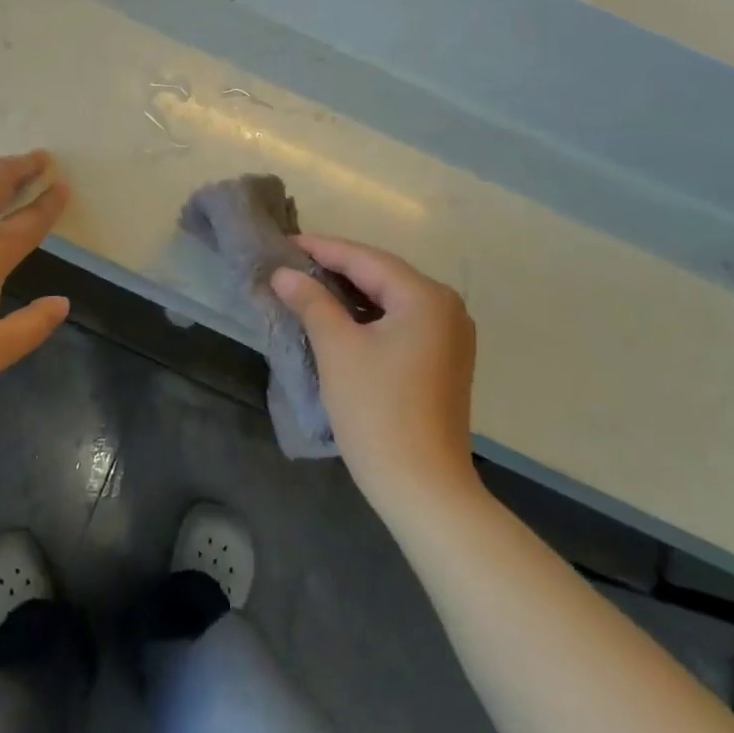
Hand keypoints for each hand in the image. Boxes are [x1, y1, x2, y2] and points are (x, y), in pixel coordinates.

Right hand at [271, 237, 476, 517]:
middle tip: (291, 262)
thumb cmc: (377, 410)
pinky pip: (400, 321)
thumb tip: (284, 274)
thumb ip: (311, 301)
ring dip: (350, 292)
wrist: (424, 489)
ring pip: (390, 299)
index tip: (284, 243)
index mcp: (425, 296)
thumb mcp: (337, 348)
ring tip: (307, 285)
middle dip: (336, 267)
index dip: (321, 248)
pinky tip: (339, 317)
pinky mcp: (444, 360)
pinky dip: (368, 315)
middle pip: (382, 274)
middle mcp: (446, 307)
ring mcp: (450, 336)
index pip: (365, 259)